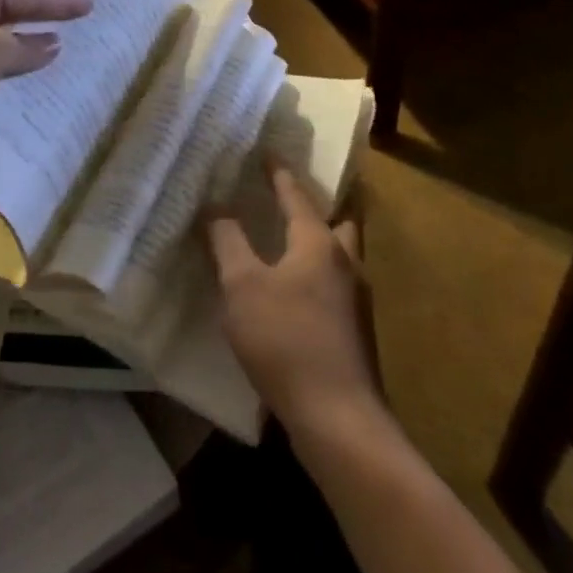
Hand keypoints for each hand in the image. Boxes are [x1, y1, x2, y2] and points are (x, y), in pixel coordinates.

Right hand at [207, 165, 380, 433]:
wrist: (339, 420)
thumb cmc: (286, 340)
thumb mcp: (242, 286)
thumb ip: (228, 242)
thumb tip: (216, 208)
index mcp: (319, 243)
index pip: (297, 194)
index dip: (279, 172)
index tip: (268, 151)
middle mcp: (345, 263)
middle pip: (337, 221)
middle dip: (318, 205)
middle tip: (292, 196)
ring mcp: (356, 301)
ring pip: (341, 255)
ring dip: (320, 240)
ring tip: (290, 240)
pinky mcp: (355, 333)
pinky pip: (336, 285)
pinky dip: (317, 274)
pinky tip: (294, 292)